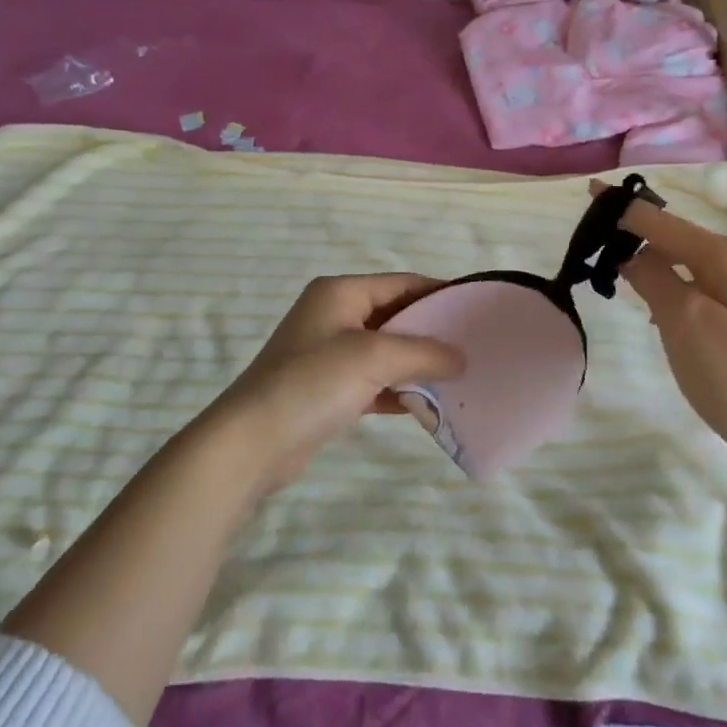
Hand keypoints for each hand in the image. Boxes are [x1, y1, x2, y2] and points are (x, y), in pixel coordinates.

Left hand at [197, 273, 463, 495]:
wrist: (250, 443)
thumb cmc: (311, 383)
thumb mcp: (373, 358)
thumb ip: (423, 352)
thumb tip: (461, 358)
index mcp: (340, 293)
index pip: (401, 283)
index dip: (439, 294)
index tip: (476, 310)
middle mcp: (334, 315)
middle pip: (395, 316)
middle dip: (431, 332)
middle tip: (473, 347)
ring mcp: (328, 353)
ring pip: (386, 351)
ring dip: (417, 364)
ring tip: (459, 377)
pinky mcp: (327, 389)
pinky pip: (373, 380)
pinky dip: (398, 390)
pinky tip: (427, 405)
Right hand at [595, 182, 726, 455]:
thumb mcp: (683, 320)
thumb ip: (652, 277)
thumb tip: (631, 254)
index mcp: (723, 254)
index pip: (660, 220)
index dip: (622, 208)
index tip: (590, 192)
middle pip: (672, 237)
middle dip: (634, 235)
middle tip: (593, 247)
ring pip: (682, 263)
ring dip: (649, 264)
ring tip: (614, 274)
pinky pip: (692, 286)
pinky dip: (667, 287)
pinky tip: (652, 307)